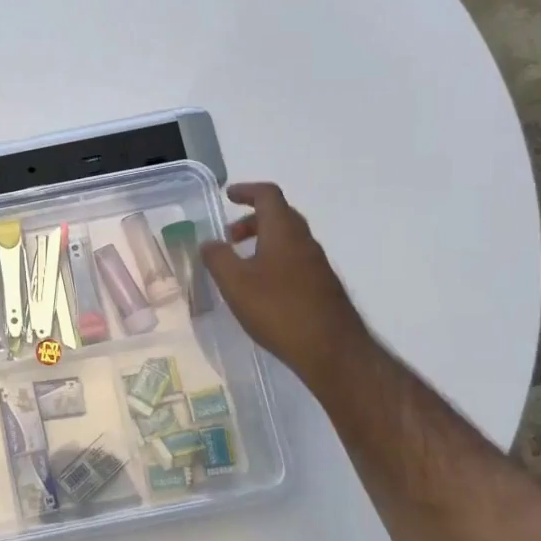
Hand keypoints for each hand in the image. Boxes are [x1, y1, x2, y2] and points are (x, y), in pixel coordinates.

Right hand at [200, 183, 370, 388]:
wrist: (331, 349)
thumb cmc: (278, 309)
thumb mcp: (235, 283)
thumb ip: (218, 258)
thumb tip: (209, 242)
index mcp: (283, 231)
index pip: (268, 195)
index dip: (247, 191)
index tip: (228, 196)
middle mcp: (304, 241)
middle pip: (279, 216)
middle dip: (252, 220)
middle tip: (229, 237)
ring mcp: (317, 264)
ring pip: (287, 240)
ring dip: (263, 242)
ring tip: (240, 265)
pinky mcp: (322, 286)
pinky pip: (294, 260)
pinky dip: (273, 260)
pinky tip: (261, 288)